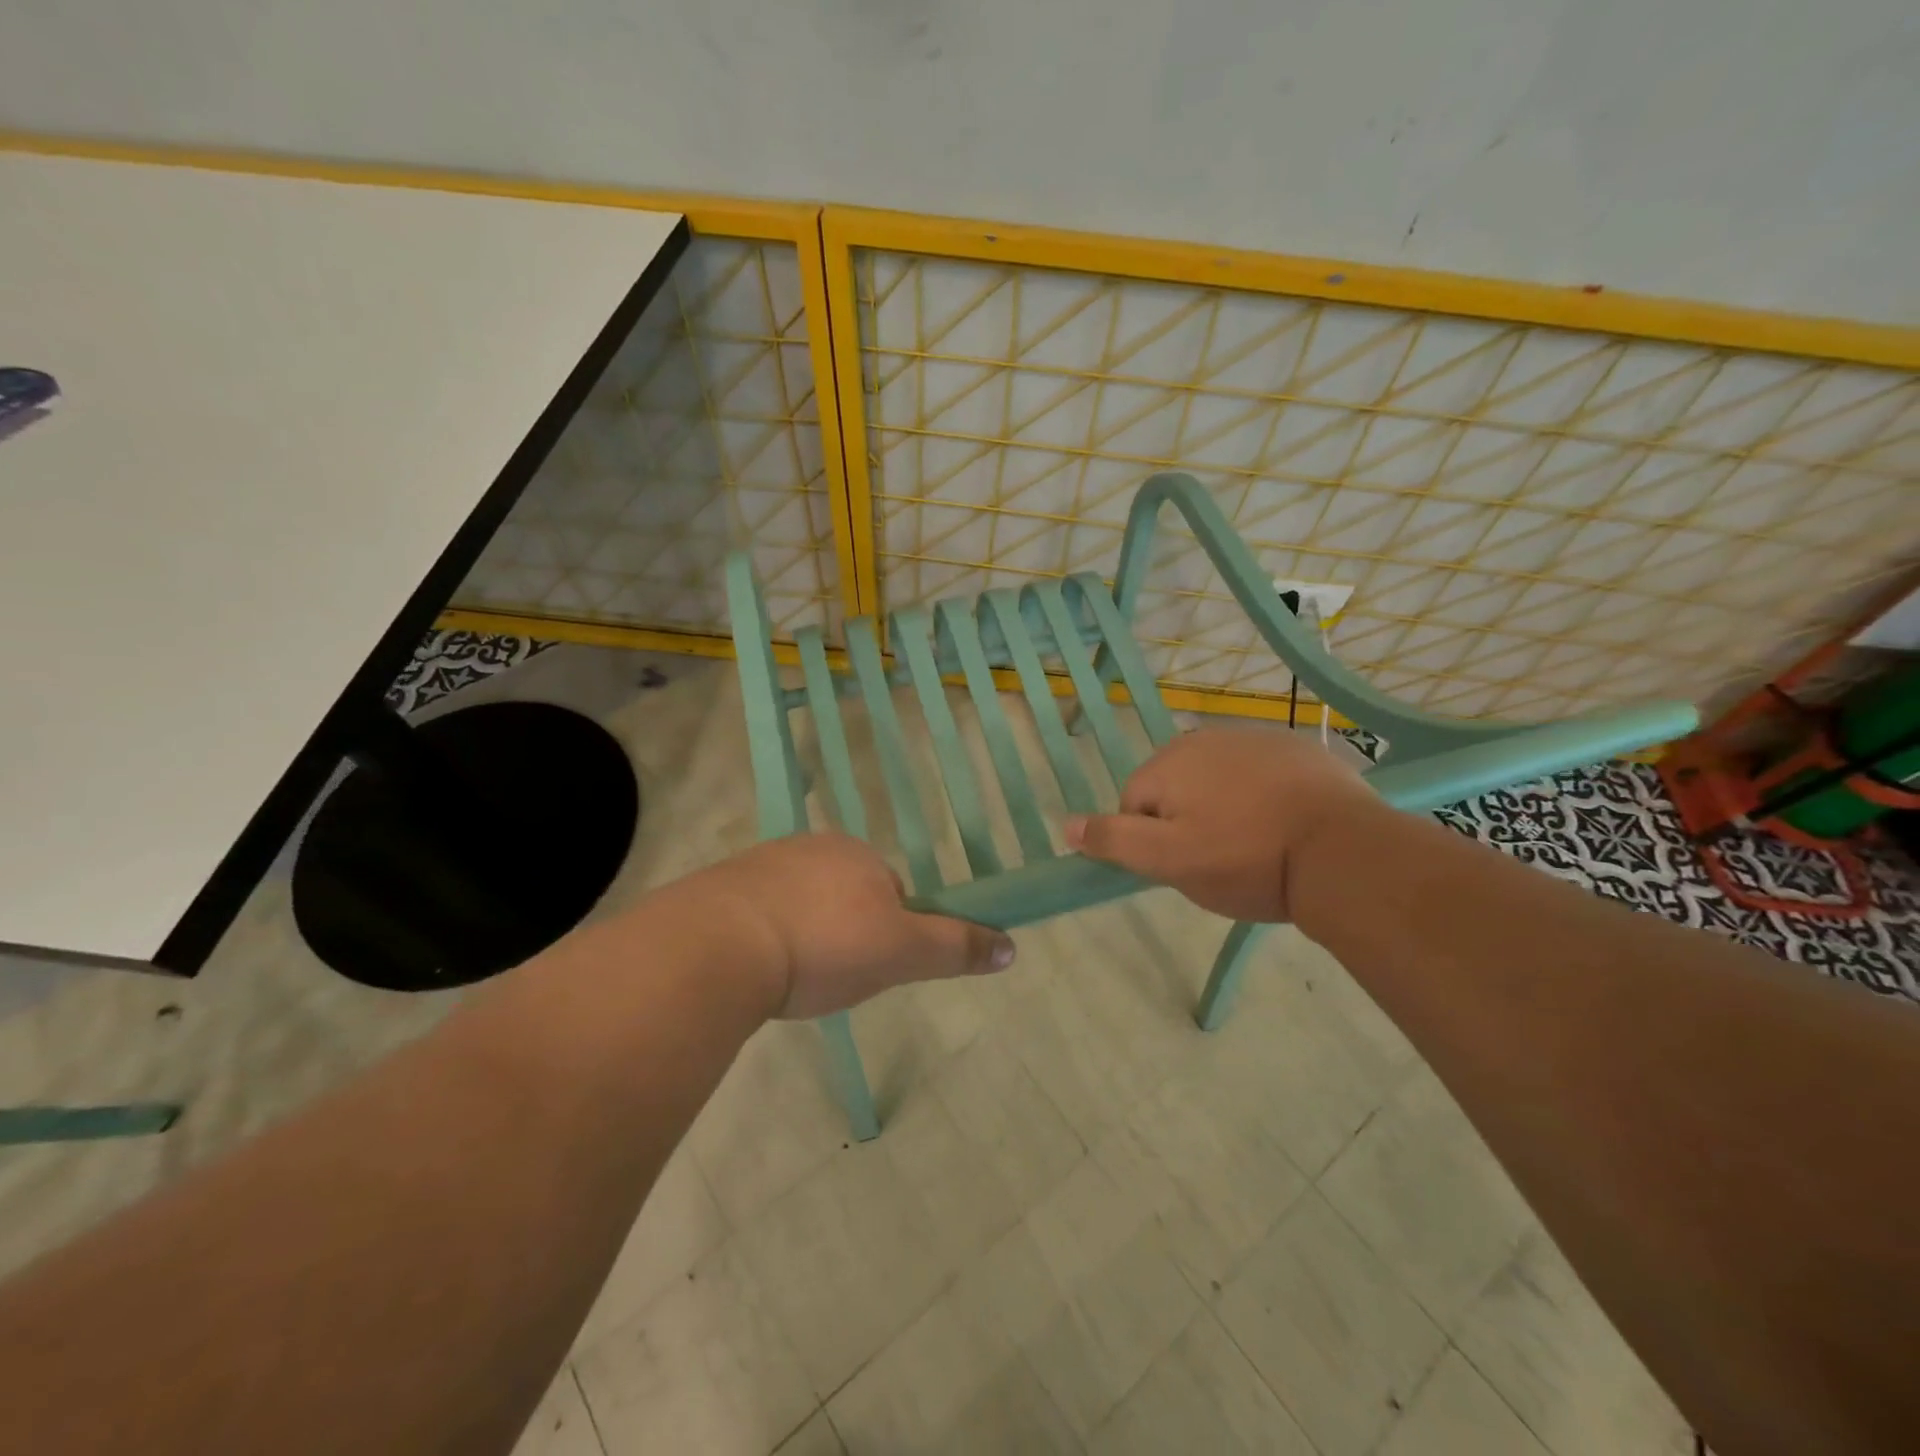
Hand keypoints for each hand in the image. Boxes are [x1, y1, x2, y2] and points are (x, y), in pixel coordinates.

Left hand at [676, 834, 1015, 1019]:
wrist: (718, 947)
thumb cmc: (824, 944)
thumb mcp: (902, 952)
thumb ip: (956, 947)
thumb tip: (1012, 946)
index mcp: (856, 854)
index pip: (890, 891)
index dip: (889, 932)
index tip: (871, 965)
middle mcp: (809, 847)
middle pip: (843, 896)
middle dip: (843, 934)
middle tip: (831, 977)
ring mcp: (759, 865)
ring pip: (799, 904)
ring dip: (802, 936)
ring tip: (791, 979)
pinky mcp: (718, 890)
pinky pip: (756, 914)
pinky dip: (762, 938)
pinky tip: (754, 969)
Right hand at [1064, 728, 1381, 922]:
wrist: (1343, 852)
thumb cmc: (1245, 859)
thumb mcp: (1169, 861)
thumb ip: (1113, 840)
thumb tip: (1066, 825)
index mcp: (1168, 762)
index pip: (1134, 805)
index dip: (1154, 842)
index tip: (1187, 866)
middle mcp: (1204, 738)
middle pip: (1175, 788)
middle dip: (1187, 821)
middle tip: (1220, 860)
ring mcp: (1254, 737)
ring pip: (1217, 780)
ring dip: (1225, 807)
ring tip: (1257, 846)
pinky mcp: (1296, 747)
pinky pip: (1259, 774)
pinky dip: (1262, 796)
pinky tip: (1286, 825)